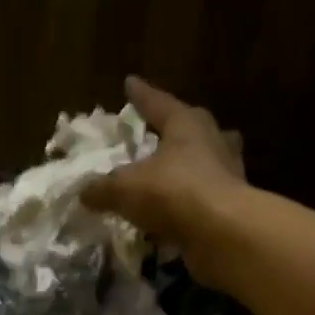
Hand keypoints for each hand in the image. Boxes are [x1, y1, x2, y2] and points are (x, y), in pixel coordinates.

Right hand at [81, 76, 250, 287]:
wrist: (222, 232)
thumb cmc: (172, 192)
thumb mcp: (124, 189)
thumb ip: (102, 189)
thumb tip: (83, 193)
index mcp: (186, 124)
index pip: (158, 103)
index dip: (140, 95)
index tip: (130, 82)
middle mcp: (211, 141)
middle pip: (193, 127)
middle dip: (176, 128)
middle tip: (161, 131)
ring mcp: (227, 173)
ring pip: (205, 161)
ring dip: (188, 166)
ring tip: (170, 174)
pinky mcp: (231, 205)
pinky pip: (204, 196)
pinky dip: (188, 202)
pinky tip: (173, 213)